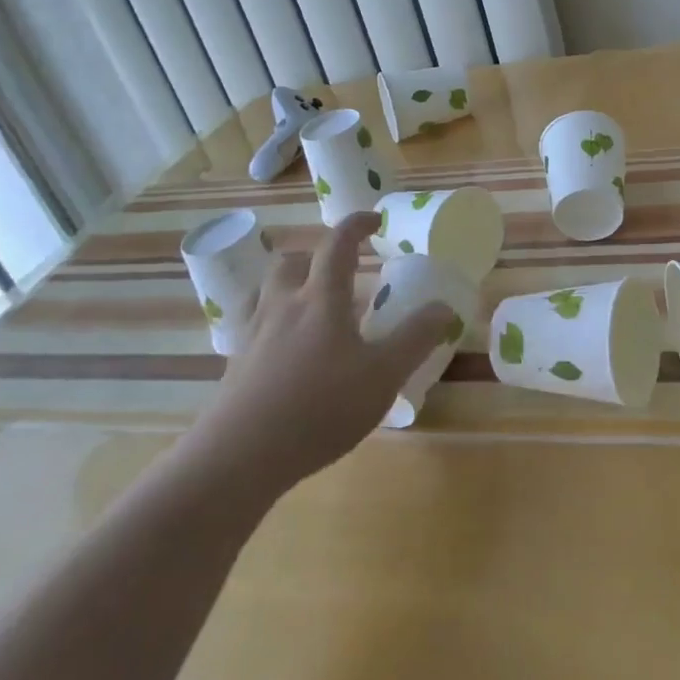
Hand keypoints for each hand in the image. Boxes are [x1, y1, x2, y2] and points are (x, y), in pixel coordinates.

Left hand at [182, 213, 454, 501]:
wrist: (238, 458)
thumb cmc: (319, 408)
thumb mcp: (383, 375)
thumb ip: (415, 338)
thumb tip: (444, 307)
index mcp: (320, 298)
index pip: (337, 243)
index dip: (357, 225)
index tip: (376, 221)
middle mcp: (283, 306)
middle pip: (291, 261)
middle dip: (316, 257)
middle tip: (342, 273)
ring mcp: (254, 335)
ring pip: (268, 292)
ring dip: (292, 287)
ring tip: (315, 310)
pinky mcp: (236, 366)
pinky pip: (256, 327)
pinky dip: (277, 325)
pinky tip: (292, 355)